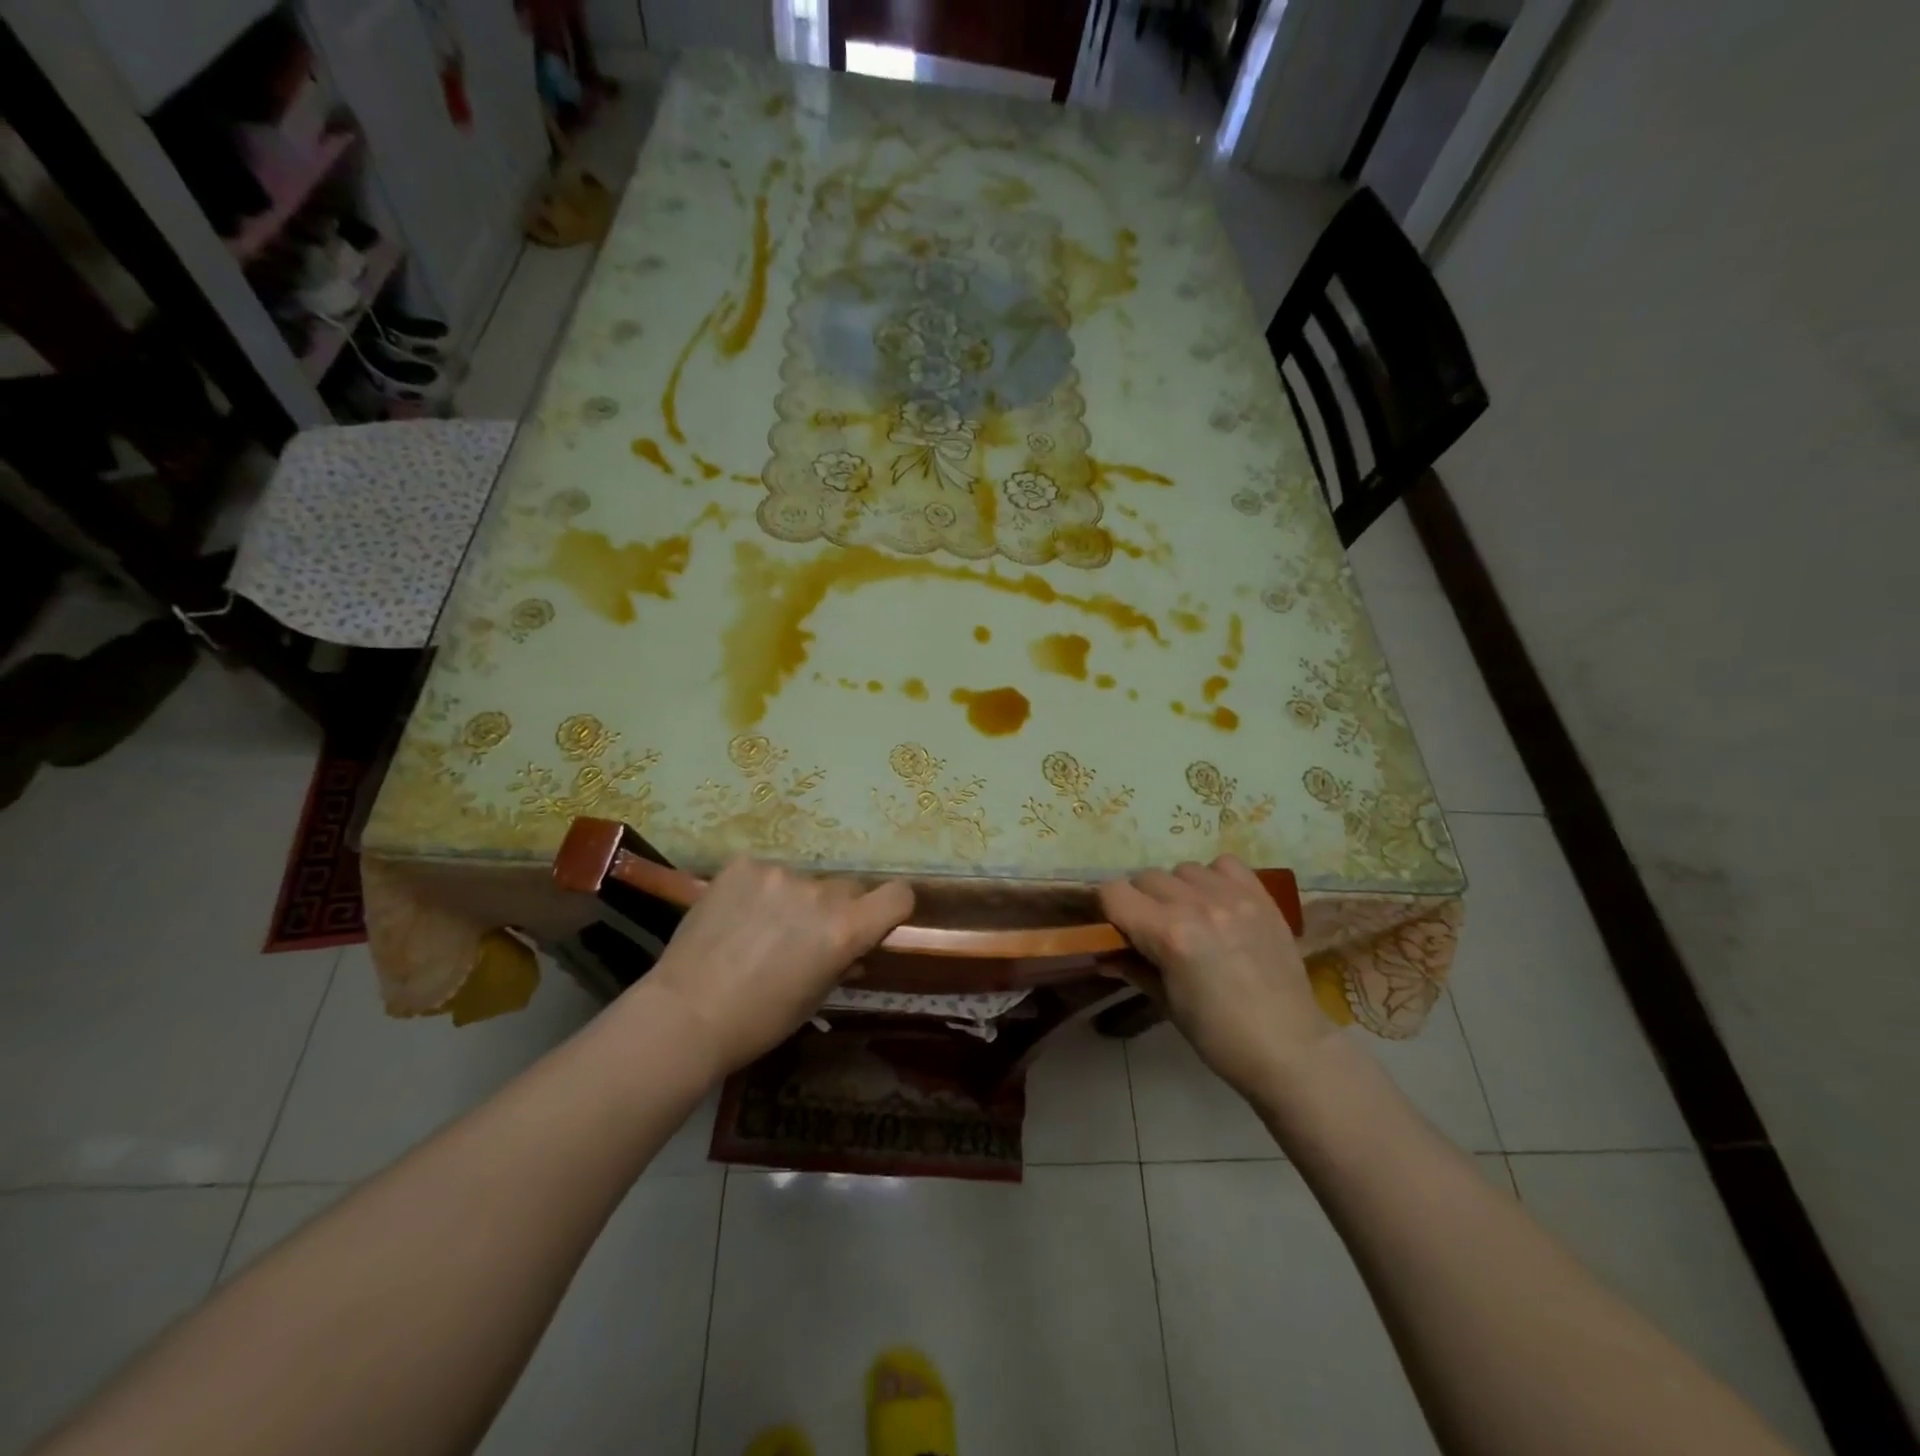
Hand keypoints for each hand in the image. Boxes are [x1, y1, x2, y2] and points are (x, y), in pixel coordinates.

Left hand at [635, 858, 913, 1075]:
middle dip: (835, 908)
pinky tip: (735, 916)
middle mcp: (820, 892)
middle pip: (847, 888)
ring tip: (759, 929)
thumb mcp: (814, 998)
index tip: (877, 920)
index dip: (893, 907)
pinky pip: (765, 872)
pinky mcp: (742, 865)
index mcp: (845, 929)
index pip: (898, 895)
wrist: (685, 1014)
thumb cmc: (759, 1021)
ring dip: (792, 899)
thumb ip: (842, 962)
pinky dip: (758, 890)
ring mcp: (779, 873)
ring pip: (803, 881)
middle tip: (804, 936)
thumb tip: (854, 950)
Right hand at [1098, 856, 1331, 1097]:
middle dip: (1141, 900)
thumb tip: (1102, 955)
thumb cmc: (1219, 1036)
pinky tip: (1219, 904)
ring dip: (1178, 889)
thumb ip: (1133, 968)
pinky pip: (1225, 865)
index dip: (1108, 908)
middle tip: (1154, 930)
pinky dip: (1214, 878)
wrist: (1291, 1050)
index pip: (1115, 892)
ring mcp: (1233, 897)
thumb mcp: (1167, 1004)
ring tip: (1191, 917)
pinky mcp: (1261, 897)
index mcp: (1169, 934)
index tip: (1115, 927)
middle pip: (1147, 877)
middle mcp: (1198, 905)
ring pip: (1183, 869)